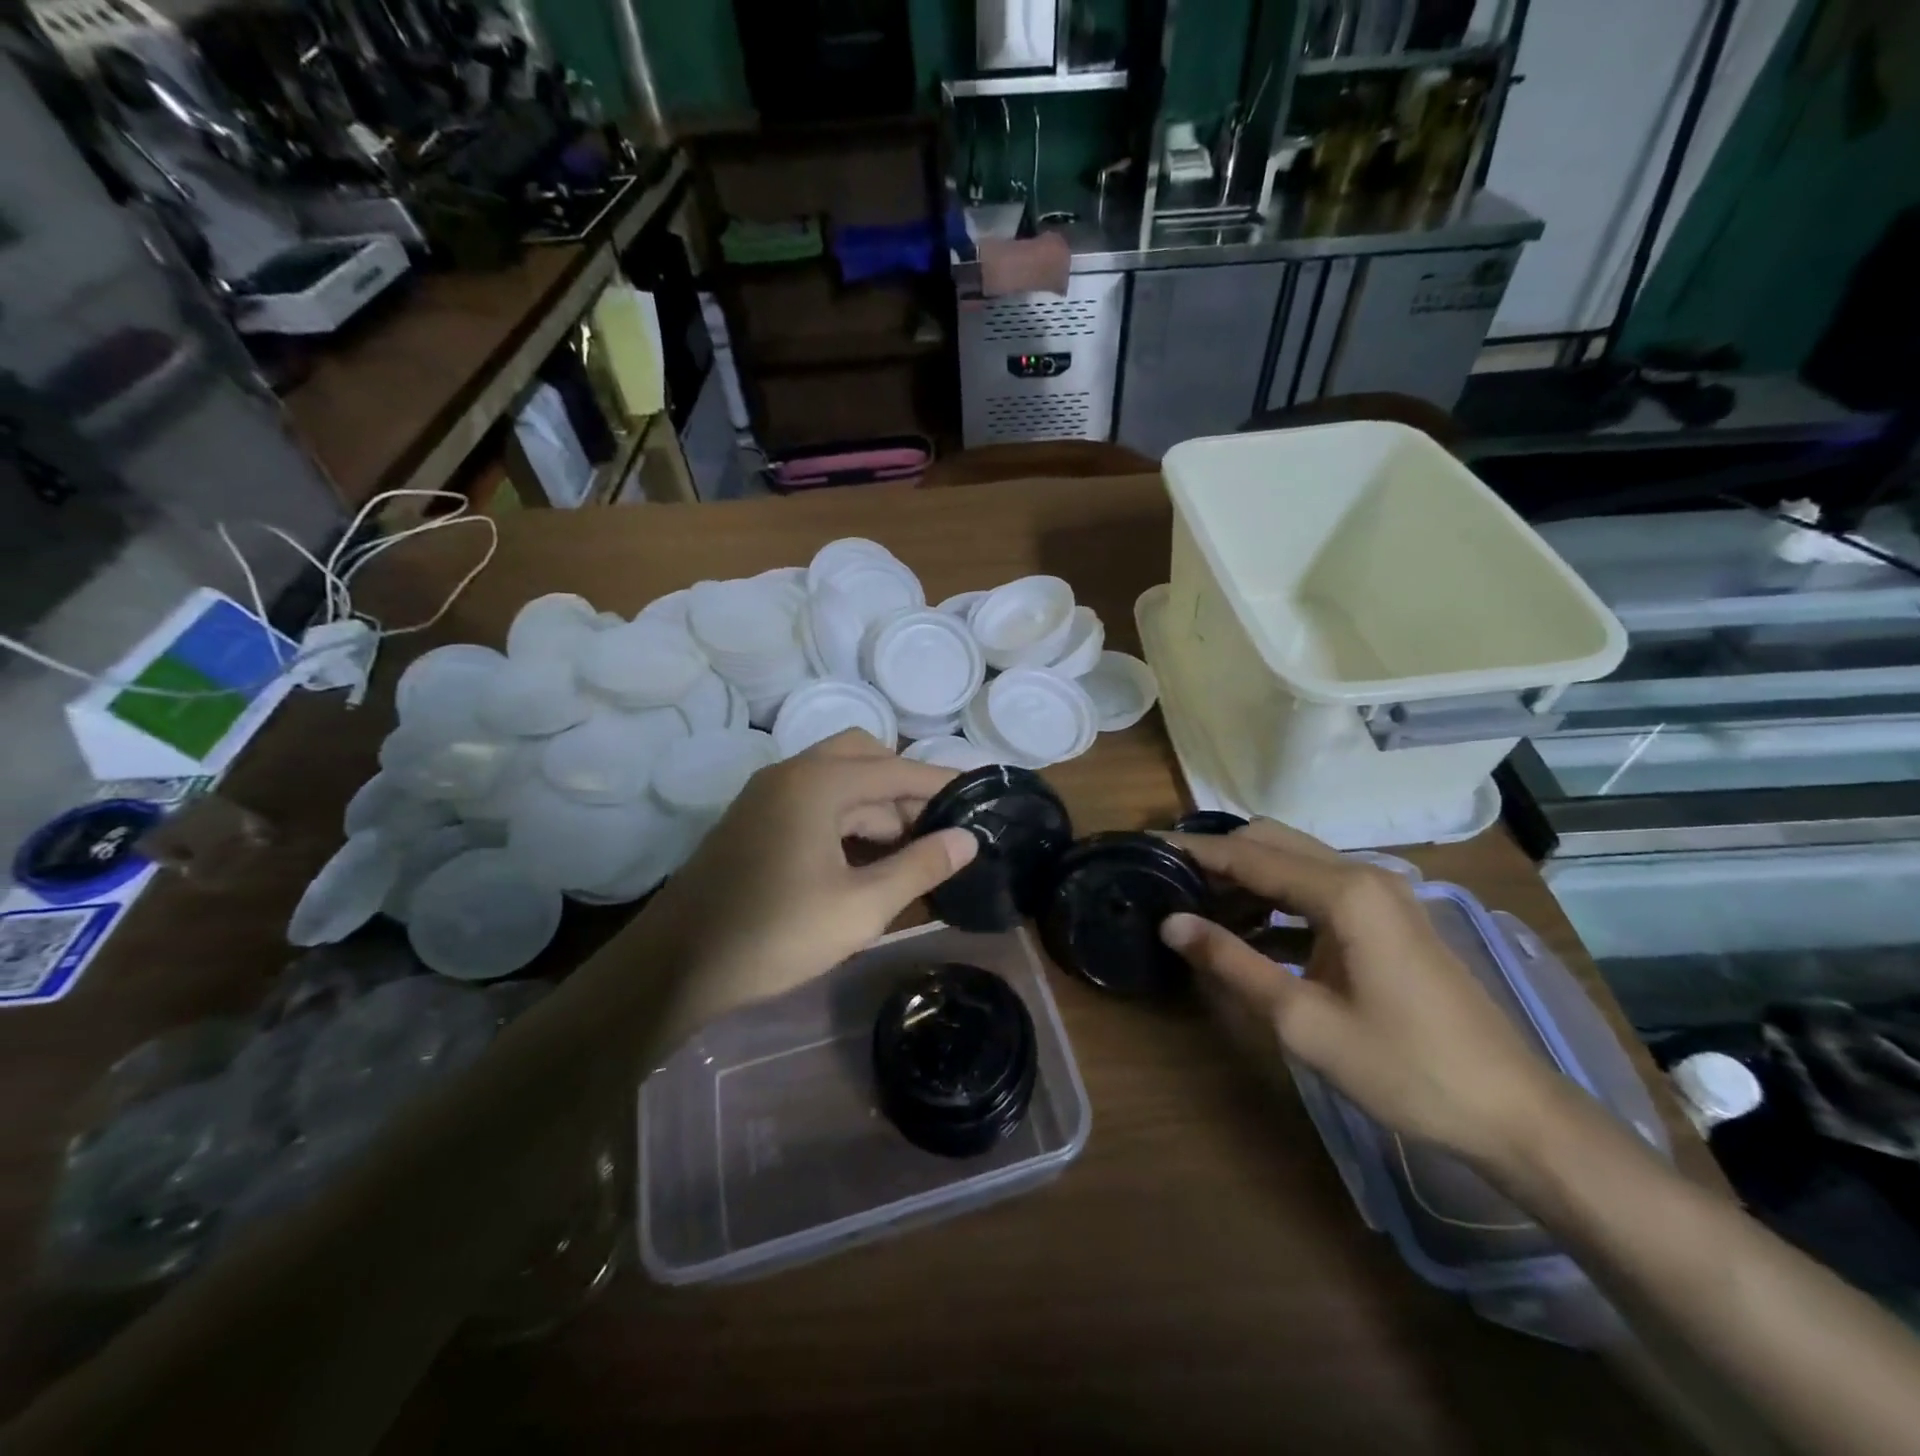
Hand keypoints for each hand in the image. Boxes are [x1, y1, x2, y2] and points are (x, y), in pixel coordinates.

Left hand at [632, 731, 976, 1034]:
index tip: (979, 798)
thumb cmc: (775, 934)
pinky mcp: (755, 819)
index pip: (896, 769)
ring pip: (838, 779)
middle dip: (905, 787)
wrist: (676, 966)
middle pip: (864, 756)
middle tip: (938, 826)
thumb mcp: (860, 908)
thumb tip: (967, 839)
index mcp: (818, 783)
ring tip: (911, 848)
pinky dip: (848, 817)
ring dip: (877, 804)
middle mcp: (791, 773)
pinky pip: (814, 800)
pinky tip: (866, 856)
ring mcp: (767, 794)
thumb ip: (919, 867)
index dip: (941, 784)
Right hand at [1160, 820, 1564, 1169]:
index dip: (1193, 852)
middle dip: (1218, 855)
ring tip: (1197, 902)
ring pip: (1296, 861)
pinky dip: (1277, 897)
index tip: (1146, 849)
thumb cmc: (1405, 1069)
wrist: (1513, 1112)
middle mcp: (1364, 875)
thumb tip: (1171, 923)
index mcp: (1345, 892)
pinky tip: (1249, 928)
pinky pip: (1318, 887)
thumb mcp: (1303, 1021)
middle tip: (1168, 880)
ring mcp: (1383, 894)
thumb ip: (1232, 963)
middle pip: (1273, 841)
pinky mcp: (1389, 917)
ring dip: (1247, 874)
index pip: (1249, 855)